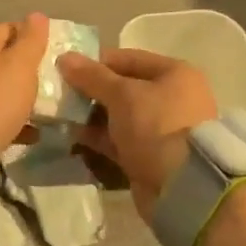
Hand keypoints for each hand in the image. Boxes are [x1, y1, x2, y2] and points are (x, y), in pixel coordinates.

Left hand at [0, 14, 49, 153]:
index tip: (52, 43)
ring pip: (3, 89)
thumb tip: (36, 15)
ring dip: (24, 94)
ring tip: (49, 104)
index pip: (7, 28)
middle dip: (29, 65)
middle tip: (54, 74)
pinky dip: (18, 121)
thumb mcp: (20, 65)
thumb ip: (30, 40)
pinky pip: (0, 118)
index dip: (29, 32)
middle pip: (4, 60)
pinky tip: (35, 132)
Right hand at [58, 48, 217, 215]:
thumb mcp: (122, 95)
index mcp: (174, 74)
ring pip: (120, 116)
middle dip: (92, 91)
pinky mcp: (151, 156)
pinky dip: (100, 137)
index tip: (67, 70)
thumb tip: (64, 57)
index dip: (97, 63)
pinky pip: (121, 140)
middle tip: (62, 95)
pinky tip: (74, 135)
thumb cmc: (156, 126)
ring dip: (92, 116)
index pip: (128, 59)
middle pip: (124, 88)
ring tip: (62, 115)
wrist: (182, 188)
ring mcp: (162, 129)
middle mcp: (172, 98)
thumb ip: (91, 76)